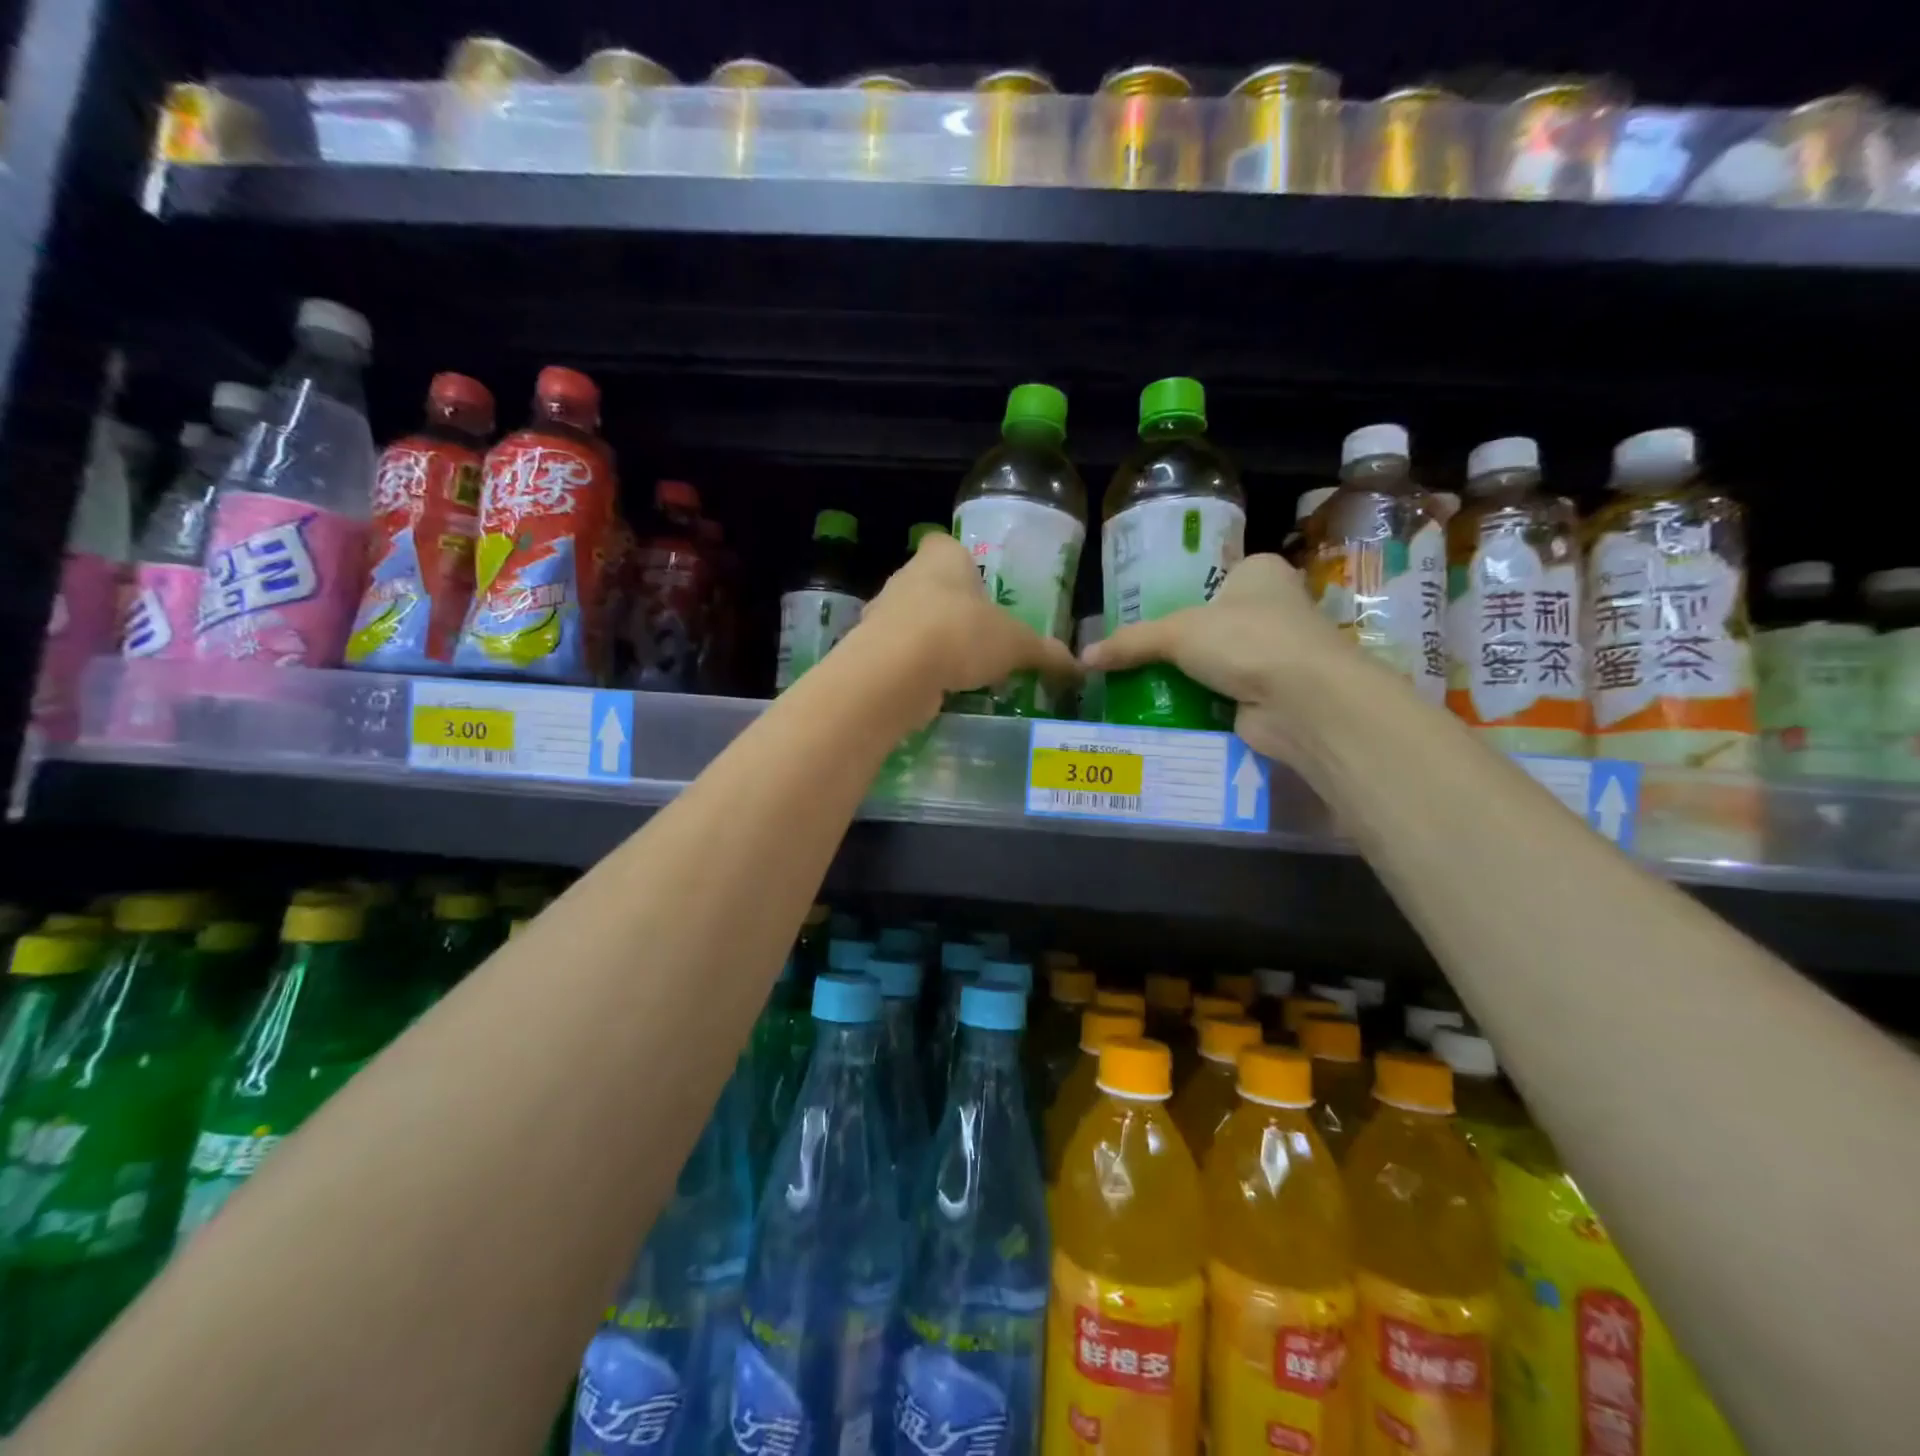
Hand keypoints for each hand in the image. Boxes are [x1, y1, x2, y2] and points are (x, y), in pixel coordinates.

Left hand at [859, 530, 1079, 700]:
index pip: (949, 547)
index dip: (965, 567)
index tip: (983, 594)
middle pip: (932, 587)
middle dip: (954, 610)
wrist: (898, 670)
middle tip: (981, 638)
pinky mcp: (870, 649)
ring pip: (914, 622)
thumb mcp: (1016, 644)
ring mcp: (883, 612)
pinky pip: (900, 655)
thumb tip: (1079, 667)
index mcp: (942, 556)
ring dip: (934, 642)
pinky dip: (916, 669)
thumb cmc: (962, 633)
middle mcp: (906, 576)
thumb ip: (1045, 653)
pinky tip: (936, 689)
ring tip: (962, 670)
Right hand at [1081, 553, 1349, 763]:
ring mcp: (1275, 654)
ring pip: (1217, 664)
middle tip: (1132, 658)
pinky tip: (1164, 714)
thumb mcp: (1177, 633)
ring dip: (1187, 679)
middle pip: (1212, 625)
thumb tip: (1082, 658)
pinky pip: (1223, 697)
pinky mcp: (1271, 694)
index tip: (1144, 618)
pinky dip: (1199, 706)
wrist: (1302, 701)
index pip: (1213, 579)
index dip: (1180, 596)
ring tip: (1138, 689)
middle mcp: (1274, 608)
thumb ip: (1130, 642)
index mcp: (1260, 573)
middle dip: (1179, 645)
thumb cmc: (1246, 641)